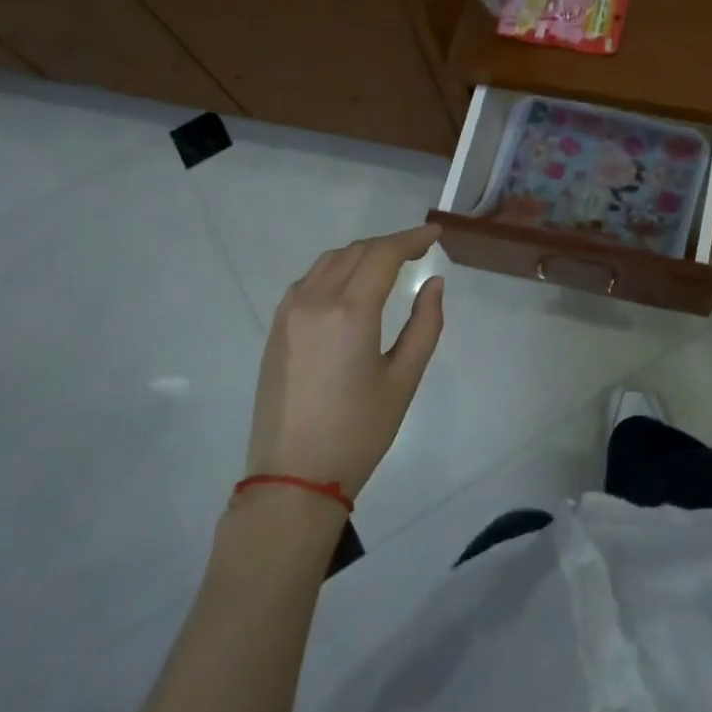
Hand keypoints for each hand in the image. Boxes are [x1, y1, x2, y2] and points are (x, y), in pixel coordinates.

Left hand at [245, 225, 444, 501]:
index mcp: (350, 312)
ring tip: (388, 264)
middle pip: (355, 251)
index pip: (383, 254)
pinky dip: (336, 271)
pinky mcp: (276, 329)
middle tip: (418, 250)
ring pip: (329, 262)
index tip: (435, 234)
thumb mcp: (403, 380)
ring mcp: (288, 313)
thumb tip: (433, 283)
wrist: (293, 477)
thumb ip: (425, 325)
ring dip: (361, 254)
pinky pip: (309, 281)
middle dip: (389, 244)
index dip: (412, 238)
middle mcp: (314, 301)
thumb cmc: (358, 432)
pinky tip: (351, 287)